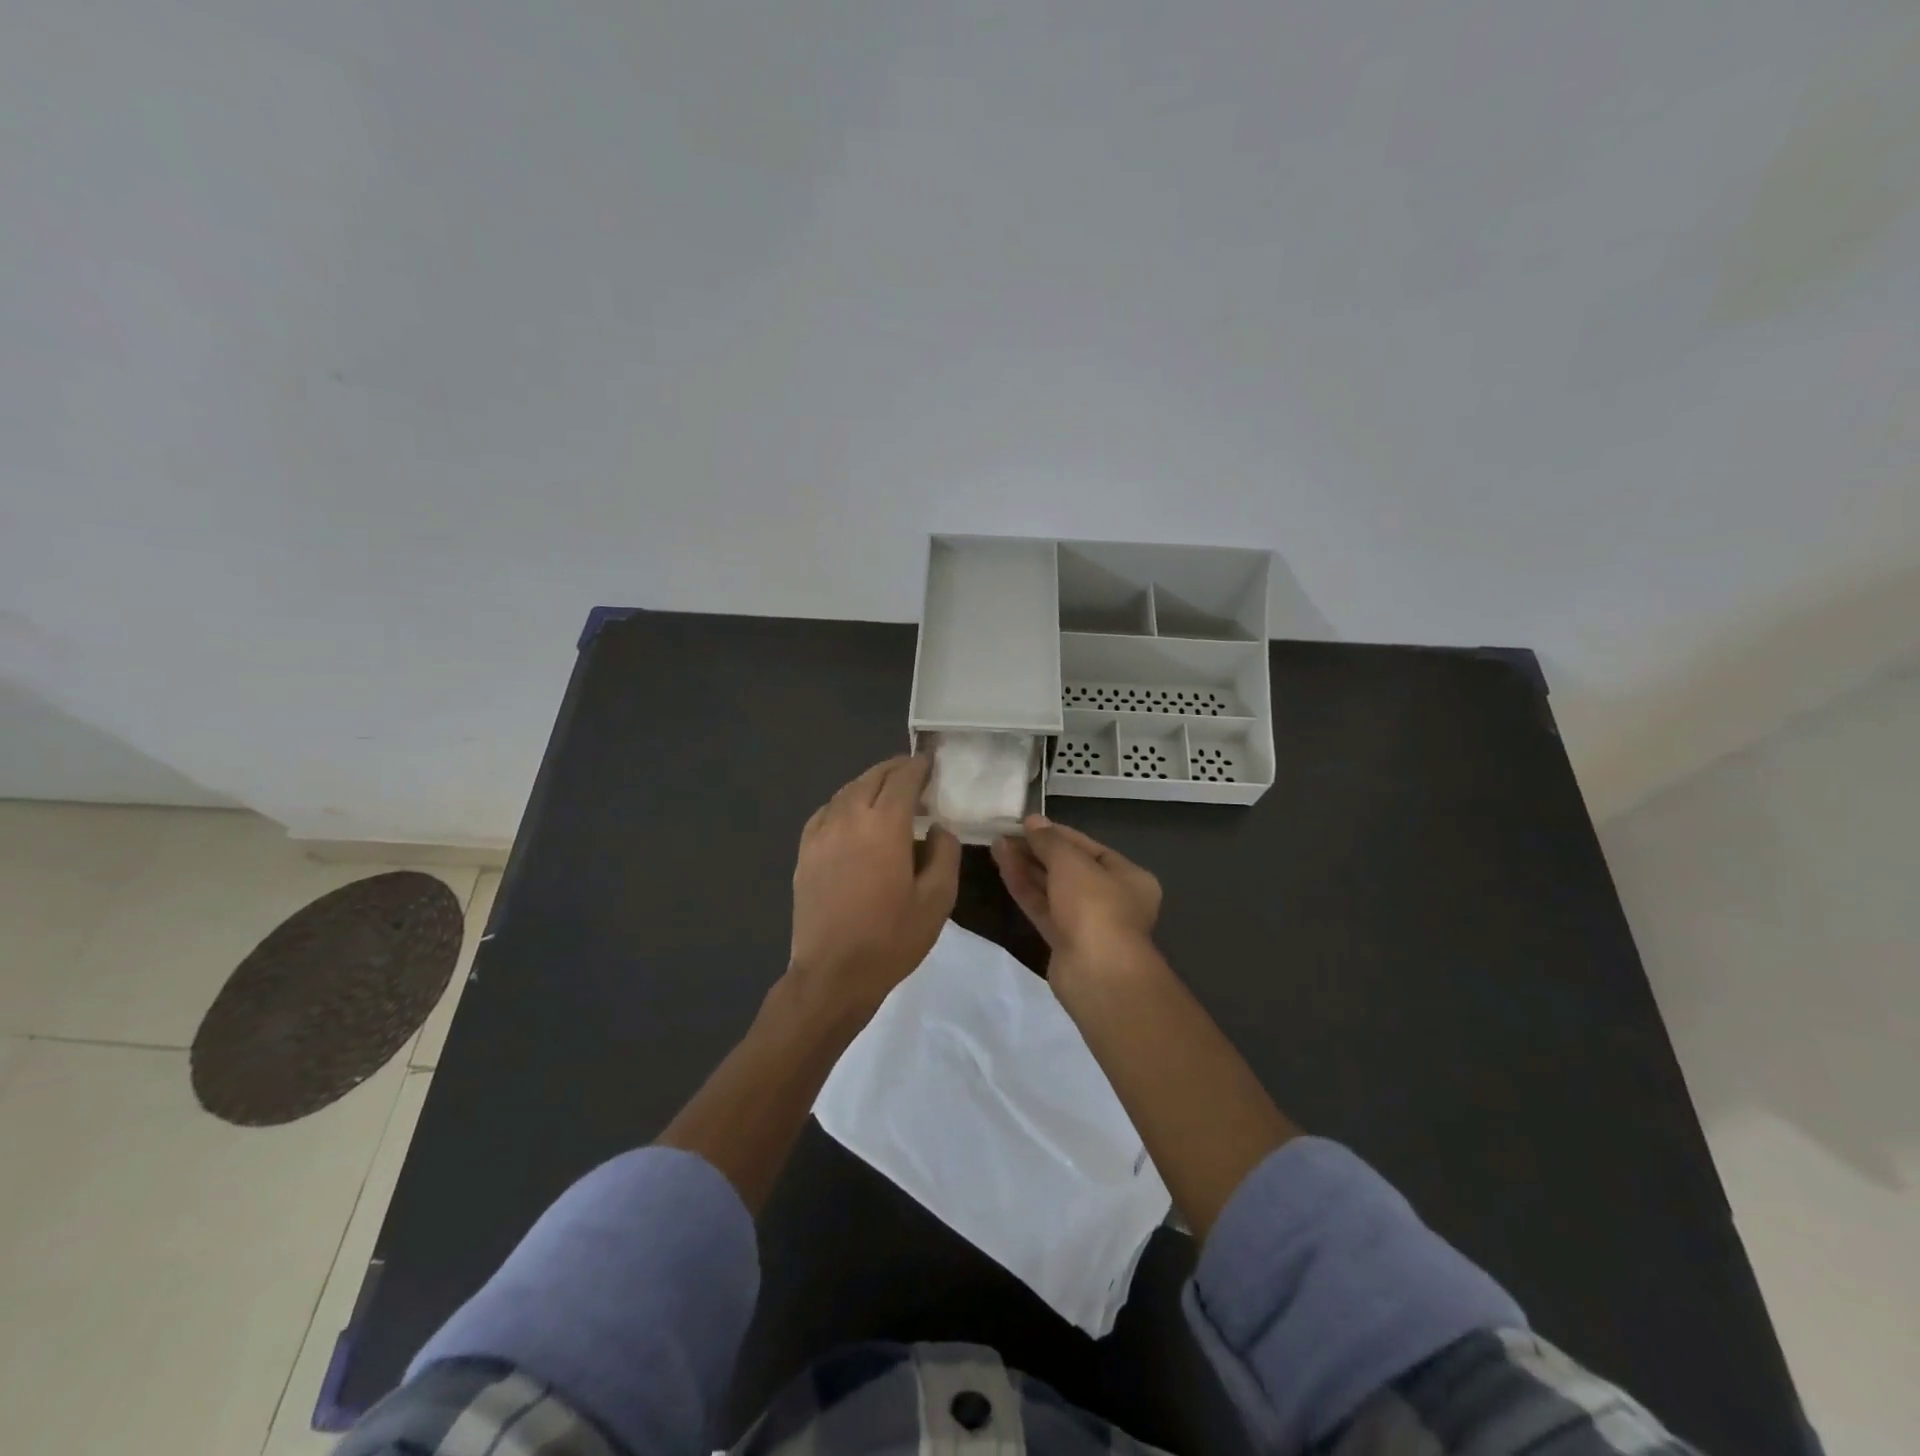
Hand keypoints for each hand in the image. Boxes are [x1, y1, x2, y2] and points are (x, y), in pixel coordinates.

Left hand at [790, 755, 960, 1015]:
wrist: (833, 974)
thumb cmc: (891, 938)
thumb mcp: (937, 899)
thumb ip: (945, 853)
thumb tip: (938, 828)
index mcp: (884, 824)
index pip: (903, 778)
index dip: (919, 767)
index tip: (931, 764)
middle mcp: (849, 817)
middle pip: (873, 777)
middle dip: (895, 770)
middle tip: (914, 773)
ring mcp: (821, 833)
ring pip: (847, 791)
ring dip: (870, 783)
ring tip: (887, 792)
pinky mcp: (804, 851)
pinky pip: (827, 812)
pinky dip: (845, 803)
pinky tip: (852, 816)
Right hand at [992, 815, 1161, 979]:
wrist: (1097, 974)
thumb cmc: (1095, 906)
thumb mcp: (1071, 862)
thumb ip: (1049, 841)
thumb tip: (1032, 821)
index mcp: (1129, 877)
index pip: (1089, 848)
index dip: (1058, 834)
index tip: (1027, 823)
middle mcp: (1112, 899)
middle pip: (1069, 868)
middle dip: (1038, 851)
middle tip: (1007, 834)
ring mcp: (1087, 923)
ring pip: (1053, 889)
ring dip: (1026, 867)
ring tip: (997, 845)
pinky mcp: (1063, 941)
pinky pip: (1043, 908)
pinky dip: (1024, 888)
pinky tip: (1002, 866)